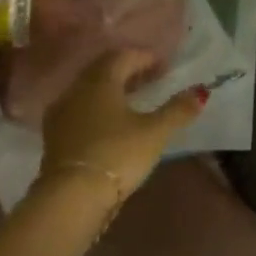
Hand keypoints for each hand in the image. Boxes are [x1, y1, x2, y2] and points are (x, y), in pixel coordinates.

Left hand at [37, 48, 202, 211]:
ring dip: (111, 89)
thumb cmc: (117, 154)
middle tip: (151, 78)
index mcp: (100, 82)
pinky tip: (111, 122)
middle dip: (128, 70)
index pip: (122, 56)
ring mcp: (61, 115)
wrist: (71, 198)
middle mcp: (76, 91)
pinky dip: (98, 108)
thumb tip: (200, 91)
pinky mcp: (55, 137)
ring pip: (88, 90)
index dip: (145, 57)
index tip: (165, 66)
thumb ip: (178, 109)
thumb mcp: (155, 132)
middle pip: (102, 70)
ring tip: (134, 100)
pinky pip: (79, 110)